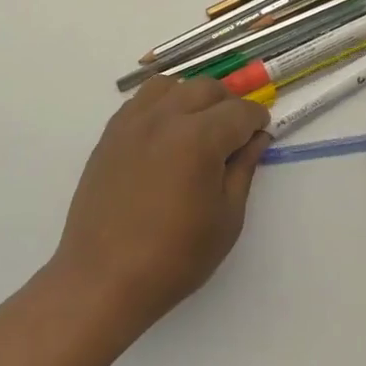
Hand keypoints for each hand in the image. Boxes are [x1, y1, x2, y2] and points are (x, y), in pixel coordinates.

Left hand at [52, 77, 270, 330]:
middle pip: (206, 88)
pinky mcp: (110, 134)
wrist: (103, 278)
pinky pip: (141, 101)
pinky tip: (166, 135)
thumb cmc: (174, 257)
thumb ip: (243, 169)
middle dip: (228, 104)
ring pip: (171, 86)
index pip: (239, 111)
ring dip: (192, 98)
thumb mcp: (226, 219)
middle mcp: (165, 118)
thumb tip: (256, 139)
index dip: (257, 121)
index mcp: (199, 138)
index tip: (261, 134)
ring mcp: (132, 123)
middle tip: (235, 134)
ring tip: (198, 128)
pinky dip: (161, 105)